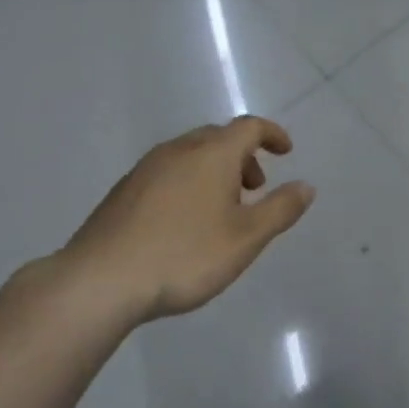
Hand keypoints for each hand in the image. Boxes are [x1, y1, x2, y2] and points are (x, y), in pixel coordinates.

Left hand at [57, 116, 314, 323]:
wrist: (102, 280)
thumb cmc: (186, 255)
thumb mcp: (247, 238)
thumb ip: (280, 209)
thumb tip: (306, 186)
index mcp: (211, 154)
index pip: (249, 127)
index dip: (272, 134)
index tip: (286, 152)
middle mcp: (177, 151)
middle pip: (217, 137)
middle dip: (243, 155)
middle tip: (255, 188)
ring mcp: (145, 169)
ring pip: (190, 155)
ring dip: (214, 170)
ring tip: (222, 209)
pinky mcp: (123, 191)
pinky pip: (167, 173)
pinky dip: (188, 182)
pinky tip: (184, 222)